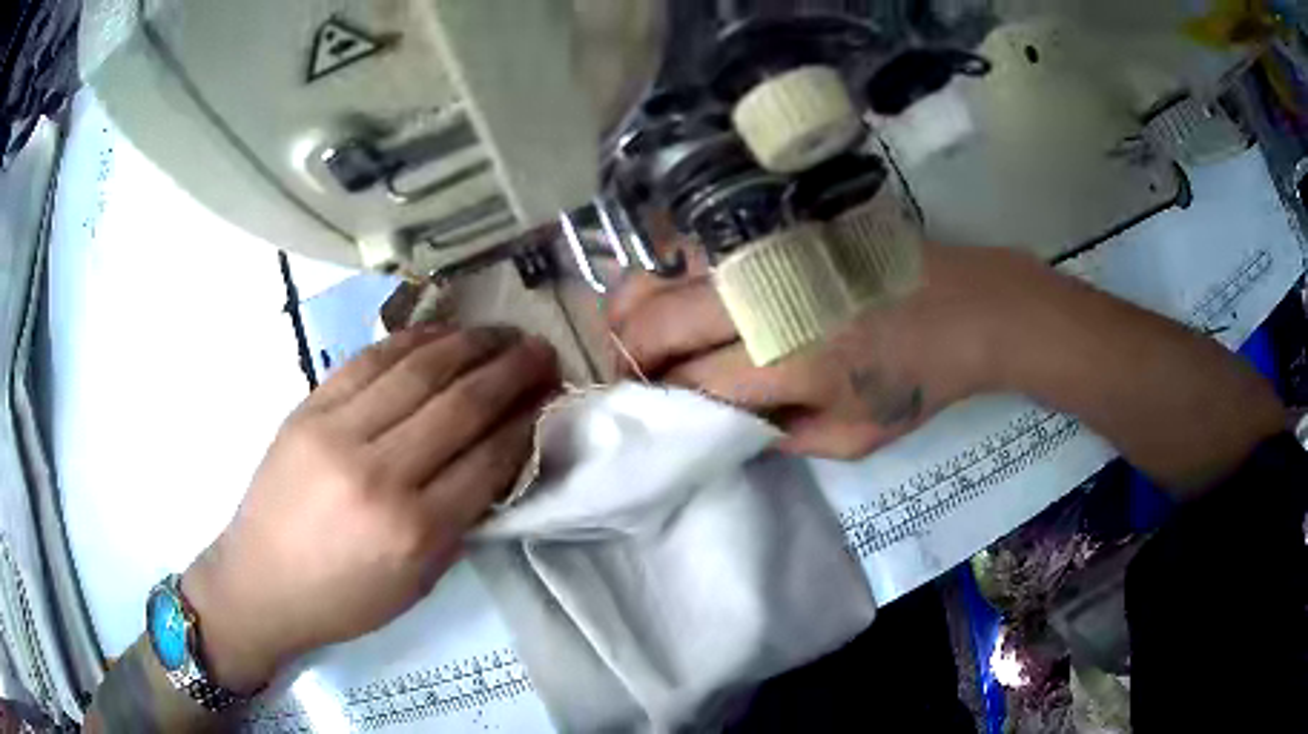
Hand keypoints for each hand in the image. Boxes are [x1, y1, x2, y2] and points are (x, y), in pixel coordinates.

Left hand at [181, 326, 559, 692]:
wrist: (260, 581)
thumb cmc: (343, 599)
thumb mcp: (416, 582)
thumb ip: (460, 519)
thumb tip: (497, 459)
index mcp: (412, 530)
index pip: (487, 458)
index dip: (526, 421)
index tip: (550, 397)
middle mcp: (378, 472)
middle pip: (459, 404)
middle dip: (511, 371)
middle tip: (541, 350)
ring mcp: (337, 431)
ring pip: (418, 370)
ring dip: (469, 344)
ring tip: (501, 333)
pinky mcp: (309, 408)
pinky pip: (369, 360)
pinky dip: (412, 341)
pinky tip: (441, 333)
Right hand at [608, 243, 1038, 458]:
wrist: (970, 306)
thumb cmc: (919, 380)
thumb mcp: (853, 439)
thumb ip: (777, 437)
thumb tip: (719, 421)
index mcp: (788, 366)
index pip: (686, 384)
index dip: (655, 400)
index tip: (647, 410)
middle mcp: (764, 302)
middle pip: (654, 321)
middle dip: (627, 353)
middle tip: (631, 372)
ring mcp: (767, 252)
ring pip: (662, 270)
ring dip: (635, 306)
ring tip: (644, 331)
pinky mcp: (779, 224)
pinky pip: (698, 238)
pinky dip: (670, 266)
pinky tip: (680, 288)